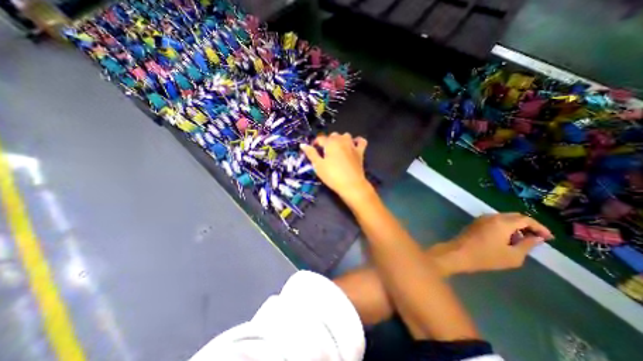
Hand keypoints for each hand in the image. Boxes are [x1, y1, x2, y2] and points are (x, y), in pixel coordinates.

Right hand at [301, 132, 371, 201]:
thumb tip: (302, 145)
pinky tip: (353, 145)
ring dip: (340, 139)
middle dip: (327, 141)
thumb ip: (311, 153)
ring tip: (337, 149)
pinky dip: (357, 141)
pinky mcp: (360, 151)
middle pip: (333, 135)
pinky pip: (361, 141)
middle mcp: (341, 140)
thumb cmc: (332, 175)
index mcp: (330, 142)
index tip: (312, 150)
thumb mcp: (318, 165)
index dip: (315, 143)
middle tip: (324, 153)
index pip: (320, 138)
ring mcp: (352, 145)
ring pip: (345, 135)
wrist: (351, 185)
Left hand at [448, 212, 552, 271]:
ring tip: (521, 241)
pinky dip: (503, 227)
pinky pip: (493, 221)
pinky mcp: (475, 223)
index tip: (549, 238)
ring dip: (514, 227)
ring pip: (503, 218)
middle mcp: (491, 216)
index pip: (526, 219)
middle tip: (536, 239)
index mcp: (502, 222)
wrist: (458, 253)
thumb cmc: (486, 256)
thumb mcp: (513, 255)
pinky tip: (506, 239)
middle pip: (514, 216)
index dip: (540, 228)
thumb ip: (527, 245)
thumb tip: (537, 238)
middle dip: (527, 226)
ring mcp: (481, 218)